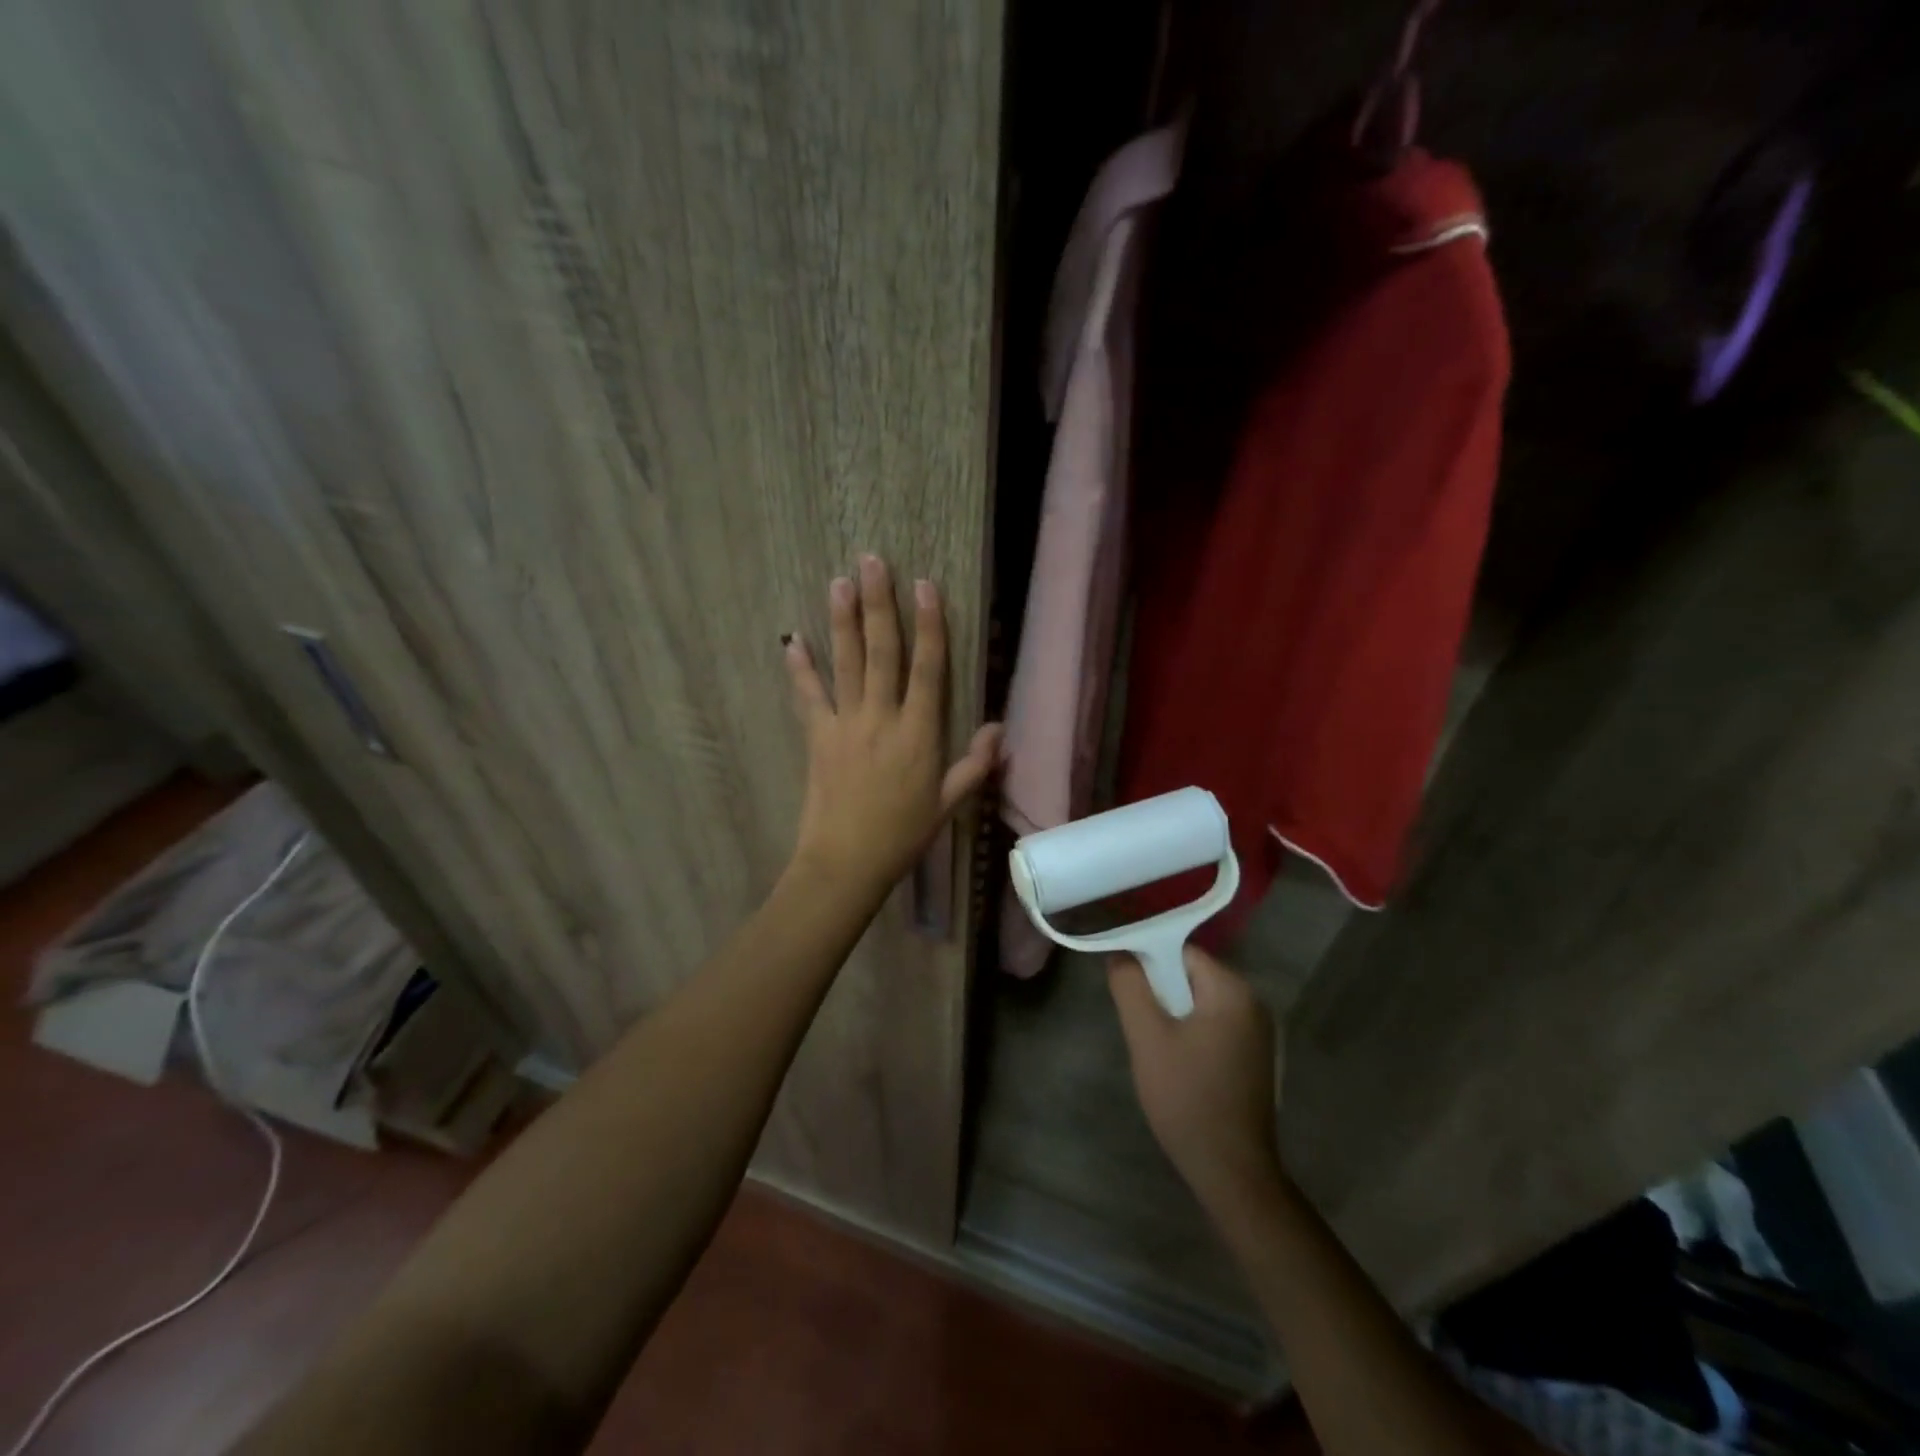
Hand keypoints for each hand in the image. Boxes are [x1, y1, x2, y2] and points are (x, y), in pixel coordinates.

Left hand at [784, 554, 1002, 892]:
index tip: (925, 585)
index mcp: (919, 733)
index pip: (928, 668)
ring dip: (842, 621)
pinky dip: (800, 668)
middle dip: (880, 604)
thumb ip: (975, 764)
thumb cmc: (903, 836)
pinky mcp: (817, 738)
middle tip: (872, 561)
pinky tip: (792, 639)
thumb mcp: (949, 804)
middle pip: (882, 652)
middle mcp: (882, 718)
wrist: (846, 863)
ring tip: (839, 582)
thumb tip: (1001, 728)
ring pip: (846, 663)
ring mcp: (846, 725)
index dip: (930, 625)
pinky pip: (808, 697)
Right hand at [1110, 946, 1283, 1210]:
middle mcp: (1254, 1002)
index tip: (1125, 986)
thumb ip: (1130, 987)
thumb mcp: (1147, 1037)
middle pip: (1192, 975)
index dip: (1148, 962)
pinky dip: (1192, 1032)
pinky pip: (1215, 1025)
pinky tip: (1177, 1063)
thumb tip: (1120, 953)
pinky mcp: (1256, 1057)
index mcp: (1233, 990)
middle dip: (1160, 991)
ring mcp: (1259, 1032)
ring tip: (1153, 1045)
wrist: (1231, 1170)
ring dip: (1174, 1014)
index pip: (1182, 952)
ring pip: (1201, 1002)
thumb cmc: (1187, 1097)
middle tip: (1138, 1023)